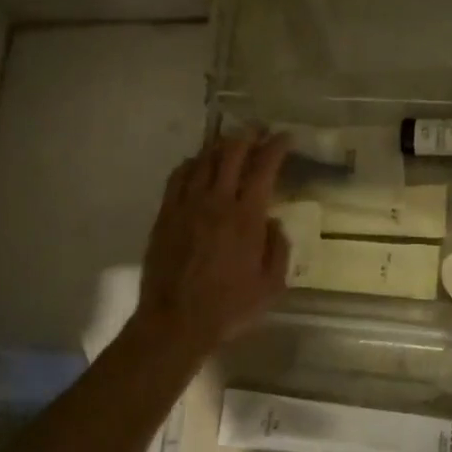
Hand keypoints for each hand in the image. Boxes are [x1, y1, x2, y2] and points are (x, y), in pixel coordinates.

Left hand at [133, 130, 291, 357]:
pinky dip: (191, 163)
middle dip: (248, 135)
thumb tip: (272, 221)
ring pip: (203, 160)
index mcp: (246, 217)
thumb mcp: (271, 286)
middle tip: (259, 130)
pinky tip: (197, 163)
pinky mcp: (165, 214)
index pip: (263, 168)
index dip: (276, 147)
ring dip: (220, 145)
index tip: (285, 137)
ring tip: (232, 141)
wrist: (175, 321)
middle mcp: (216, 202)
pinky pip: (178, 176)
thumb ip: (278, 248)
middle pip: (231, 153)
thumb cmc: (229, 308)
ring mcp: (186, 205)